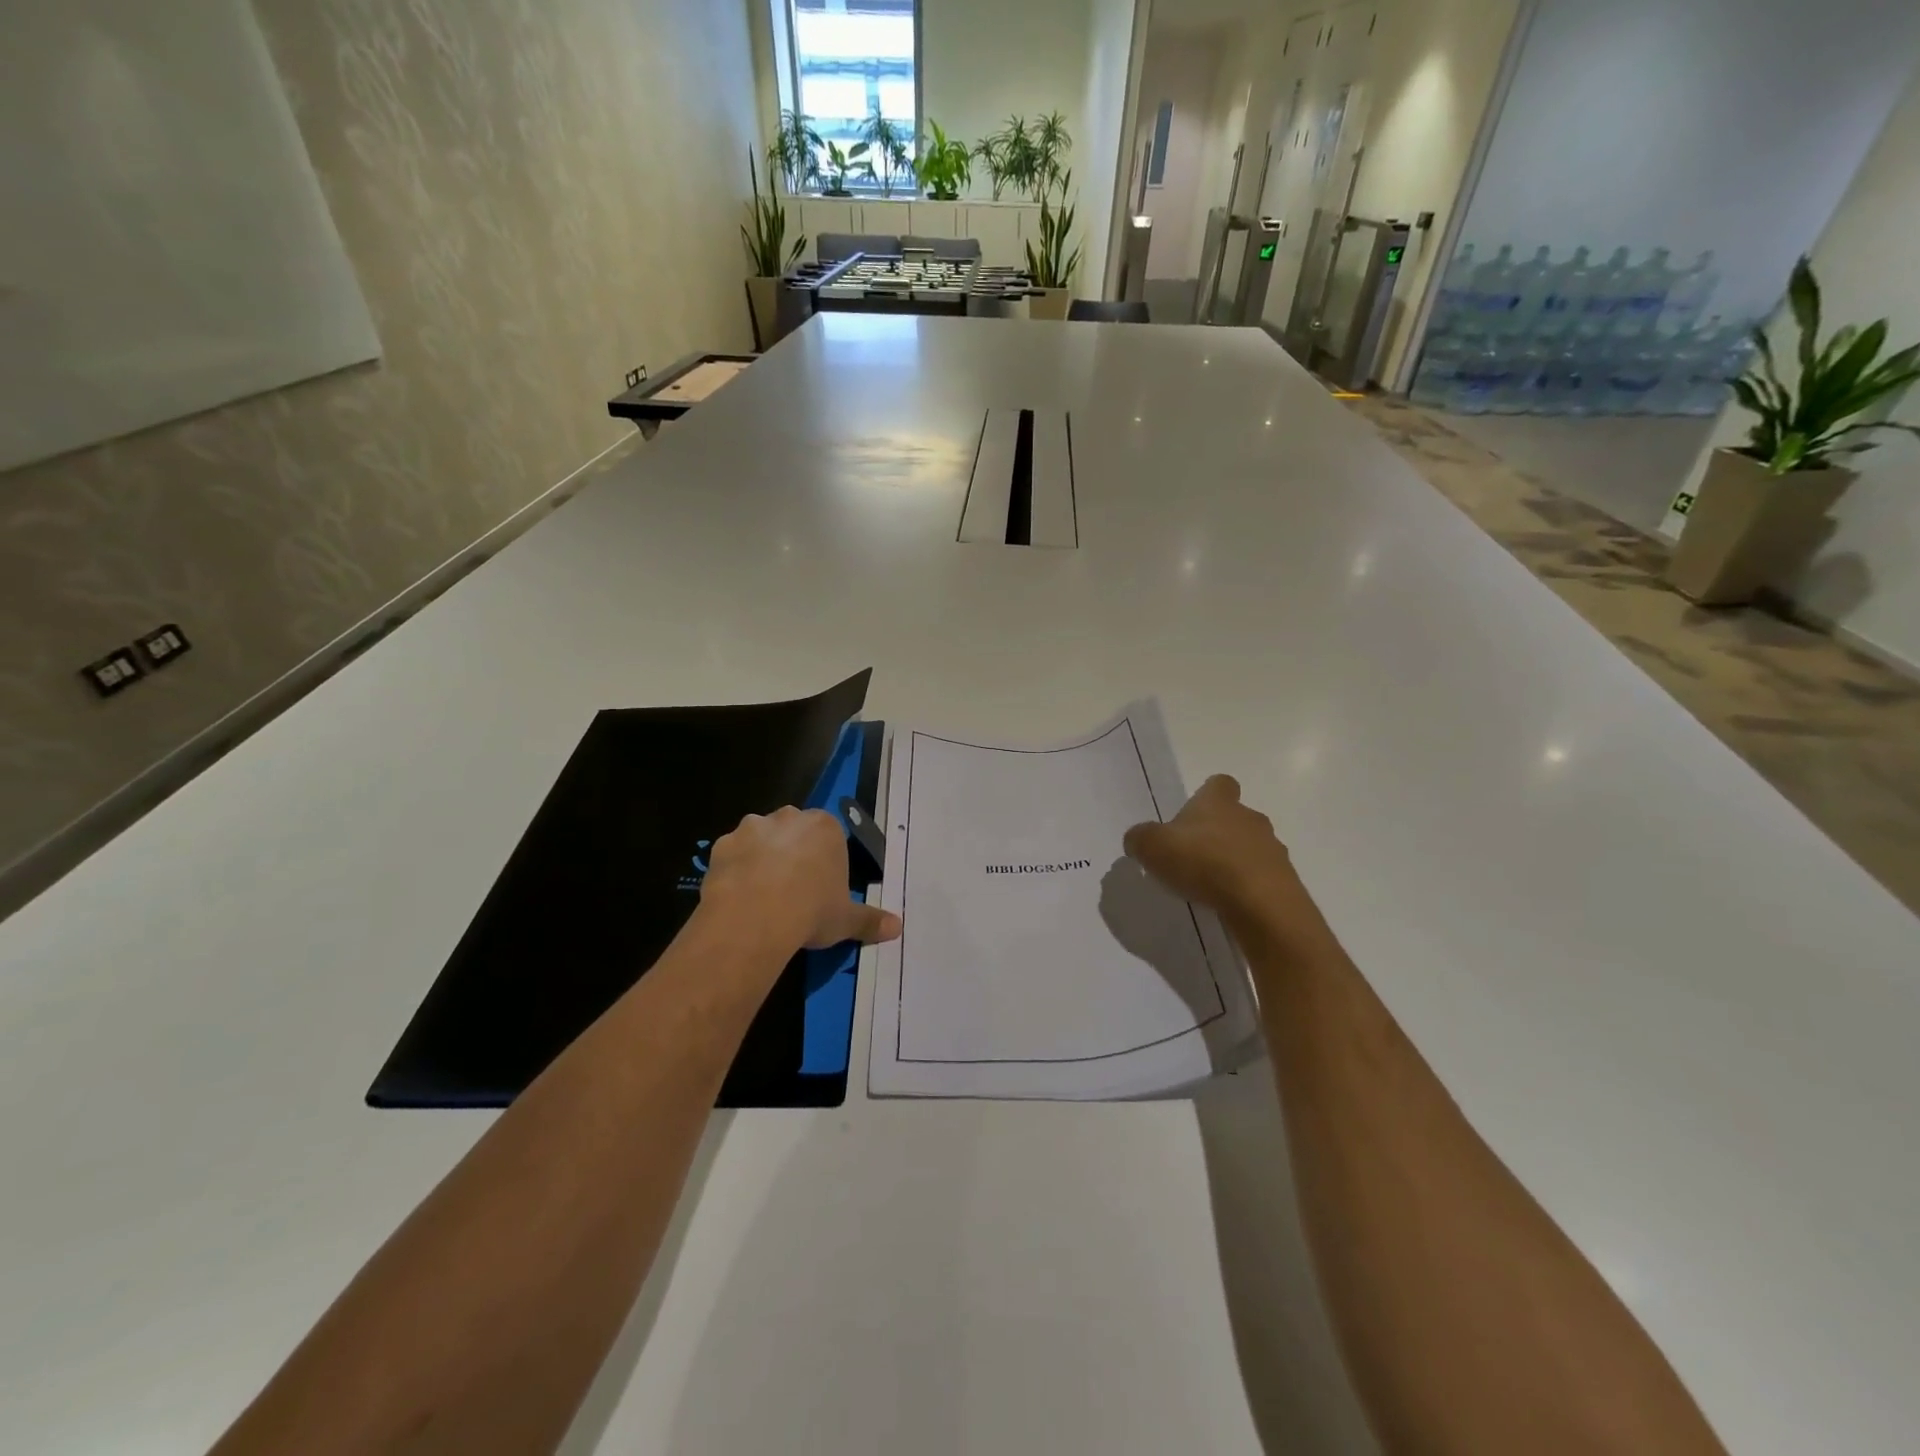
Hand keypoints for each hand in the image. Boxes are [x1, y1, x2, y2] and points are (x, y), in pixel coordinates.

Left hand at [700, 806, 901, 957]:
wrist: (754, 919)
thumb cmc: (811, 911)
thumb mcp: (846, 920)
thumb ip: (871, 920)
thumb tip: (897, 928)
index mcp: (825, 827)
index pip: (829, 836)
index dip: (825, 860)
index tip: (822, 886)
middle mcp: (789, 818)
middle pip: (794, 830)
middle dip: (793, 852)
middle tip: (794, 889)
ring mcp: (751, 828)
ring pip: (760, 839)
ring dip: (762, 857)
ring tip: (763, 895)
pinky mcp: (721, 845)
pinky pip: (732, 855)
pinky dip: (735, 870)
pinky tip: (739, 897)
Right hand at [1124, 775, 1333, 958]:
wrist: (1261, 904)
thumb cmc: (1204, 862)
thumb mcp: (1152, 847)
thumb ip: (1140, 838)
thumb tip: (1138, 839)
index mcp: (1220, 802)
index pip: (1219, 785)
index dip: (1206, 796)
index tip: (1192, 815)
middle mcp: (1250, 818)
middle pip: (1234, 817)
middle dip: (1217, 833)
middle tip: (1192, 856)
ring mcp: (1272, 850)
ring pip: (1250, 848)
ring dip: (1233, 861)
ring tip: (1210, 886)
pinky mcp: (1284, 881)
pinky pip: (1261, 878)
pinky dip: (1246, 887)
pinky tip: (1229, 904)